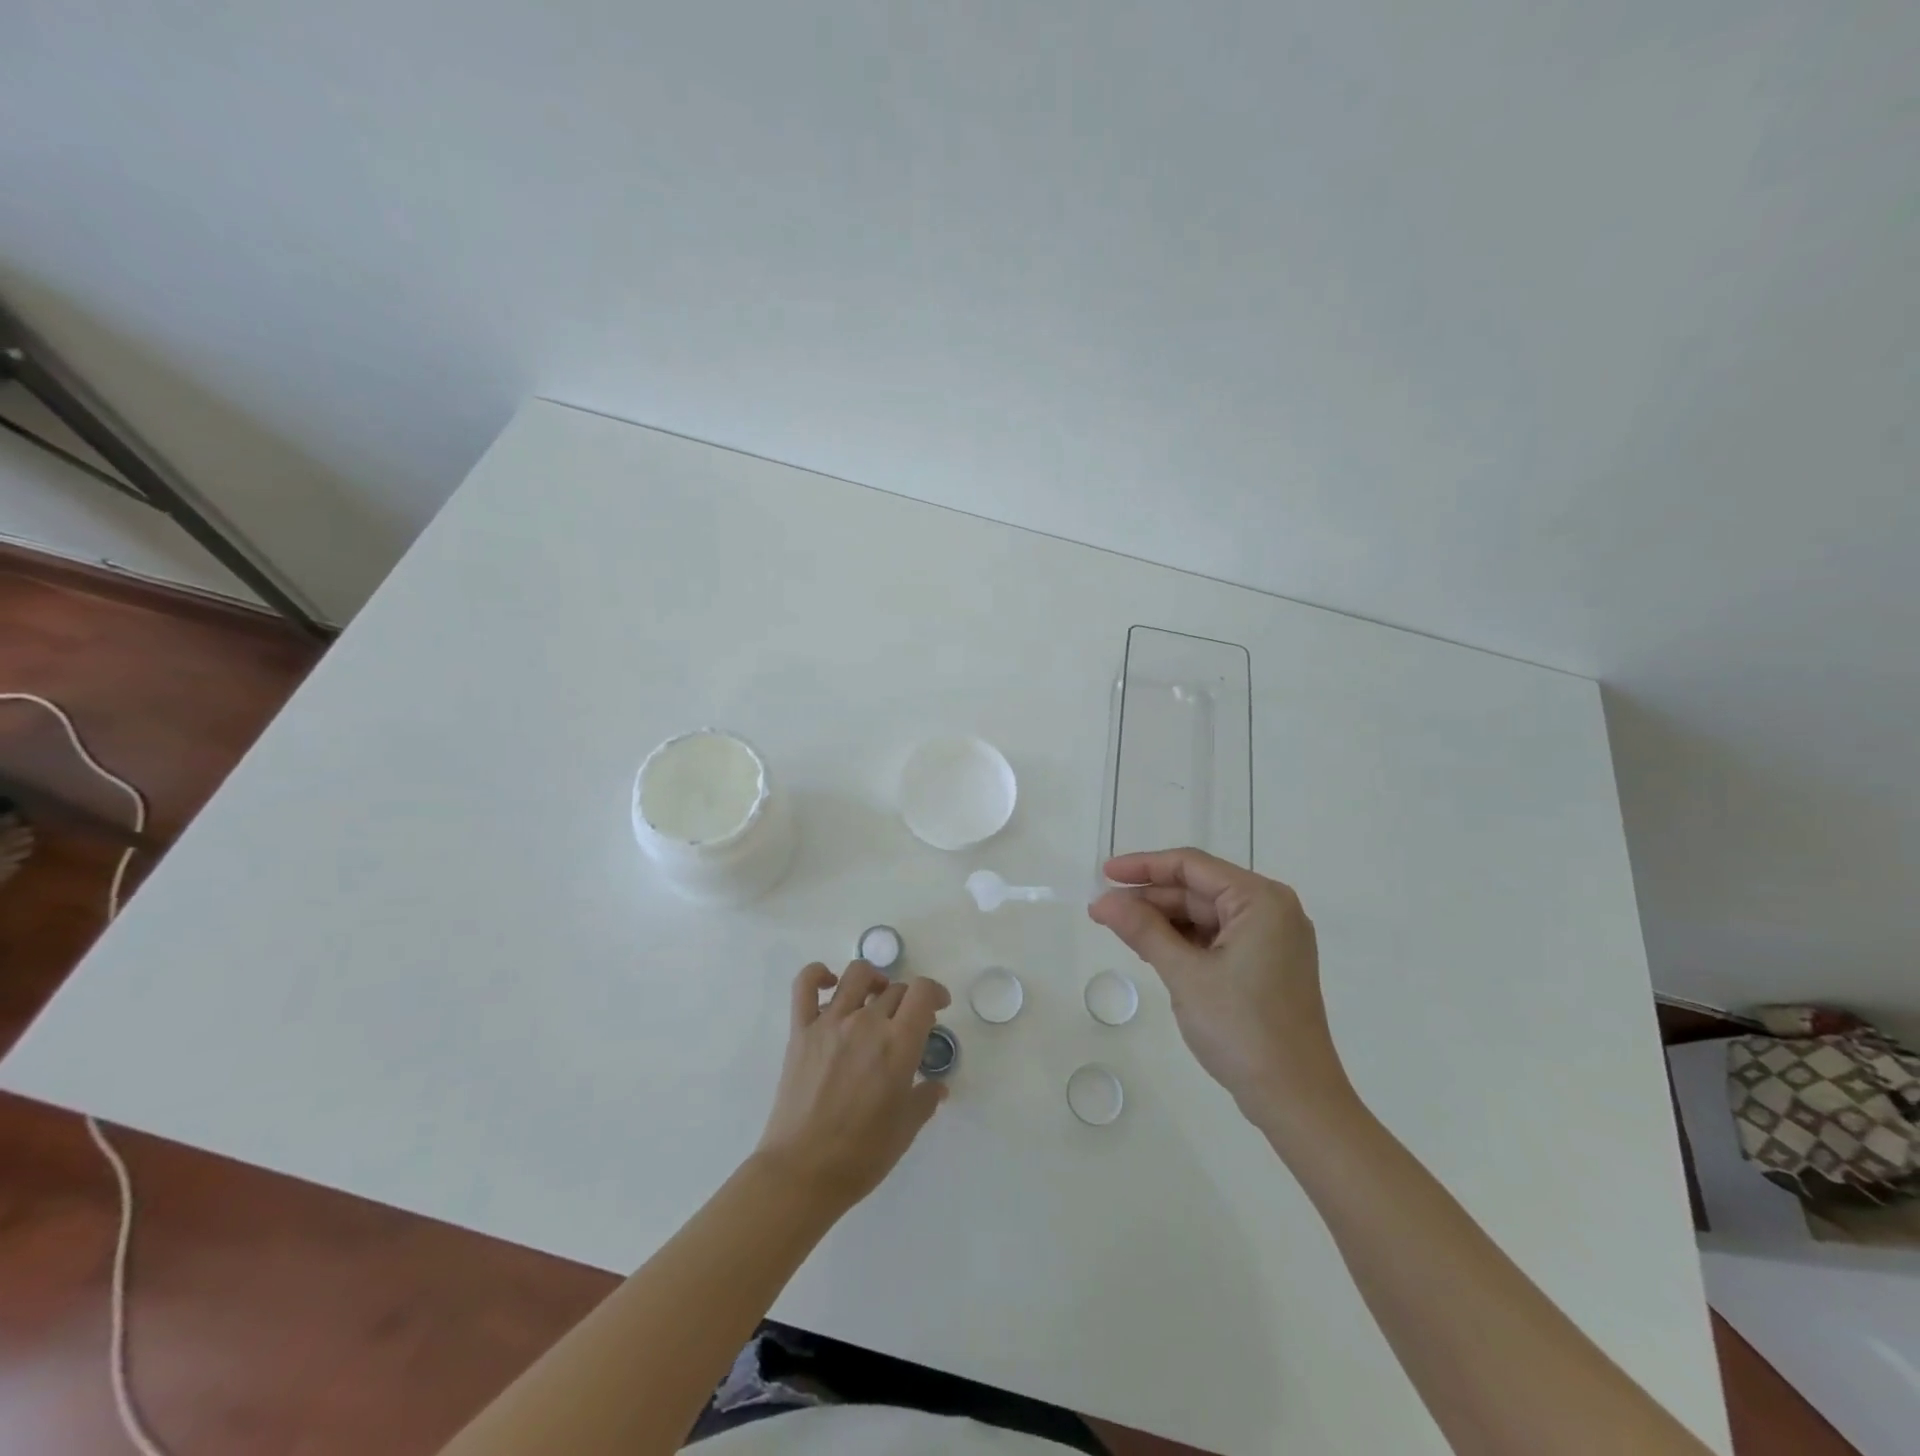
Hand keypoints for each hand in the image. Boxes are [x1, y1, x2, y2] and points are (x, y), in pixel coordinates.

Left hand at [755, 961, 951, 1212]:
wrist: (802, 1172)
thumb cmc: (862, 1155)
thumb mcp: (906, 1129)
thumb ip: (925, 1099)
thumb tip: (936, 1086)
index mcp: (898, 1044)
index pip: (923, 992)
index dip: (935, 993)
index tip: (938, 1007)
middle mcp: (867, 1022)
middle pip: (895, 989)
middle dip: (907, 1002)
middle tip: (906, 1025)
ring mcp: (830, 1022)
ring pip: (857, 975)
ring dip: (873, 981)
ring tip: (874, 999)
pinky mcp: (801, 1030)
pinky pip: (805, 985)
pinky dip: (818, 974)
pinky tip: (830, 984)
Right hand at [1089, 849, 1351, 1126]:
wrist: (1296, 1101)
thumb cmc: (1242, 1029)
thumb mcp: (1185, 974)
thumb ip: (1142, 930)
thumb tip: (1102, 901)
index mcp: (1261, 900)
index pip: (1192, 866)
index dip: (1144, 866)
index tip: (1104, 874)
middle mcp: (1272, 910)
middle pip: (1198, 889)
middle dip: (1150, 898)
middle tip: (1103, 911)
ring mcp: (1272, 939)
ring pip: (1205, 914)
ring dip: (1163, 921)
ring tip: (1120, 930)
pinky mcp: (1267, 964)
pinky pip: (1217, 937)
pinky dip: (1184, 941)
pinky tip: (1152, 950)